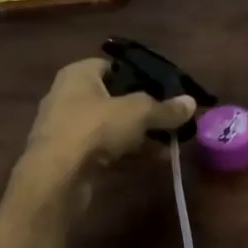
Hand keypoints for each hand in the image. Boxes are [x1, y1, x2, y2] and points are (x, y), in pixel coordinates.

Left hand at [23, 57, 195, 170]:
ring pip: (111, 127)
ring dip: (139, 135)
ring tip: (170, 143)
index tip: (166, 90)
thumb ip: (165, 108)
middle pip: (115, 98)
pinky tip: (154, 161)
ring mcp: (66, 129)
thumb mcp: (138, 112)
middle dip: (144, 110)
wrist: (55, 180)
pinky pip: (105, 149)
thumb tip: (192, 102)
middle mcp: (68, 96)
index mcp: (79, 74)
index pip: (115, 67)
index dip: (141, 76)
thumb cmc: (94, 129)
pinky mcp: (69, 158)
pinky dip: (128, 154)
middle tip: (171, 119)